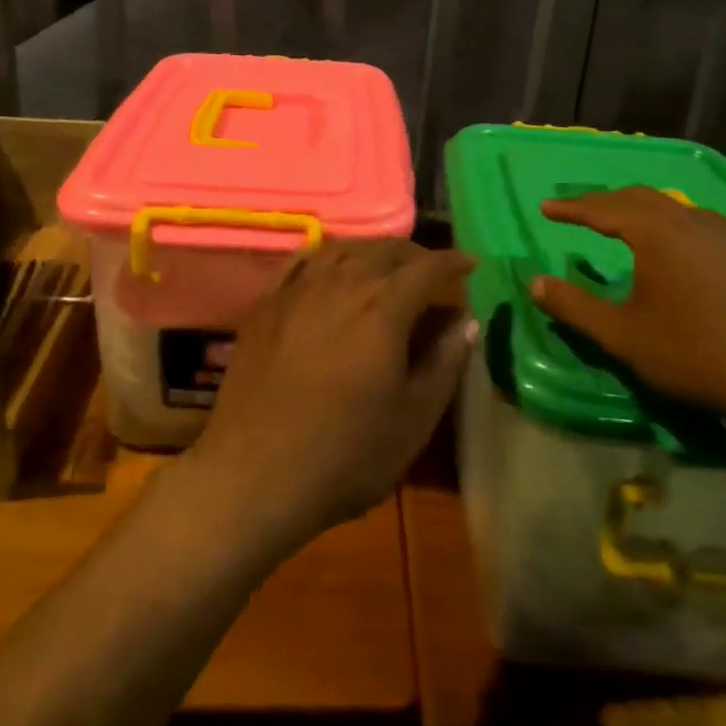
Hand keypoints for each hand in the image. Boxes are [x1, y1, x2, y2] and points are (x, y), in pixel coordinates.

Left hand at [185, 240, 475, 556]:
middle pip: (385, 251)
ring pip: (343, 249)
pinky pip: (303, 261)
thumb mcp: (412, 420)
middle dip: (416, 254)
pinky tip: (333, 267)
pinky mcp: (266, 305)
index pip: (426, 268)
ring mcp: (298, 291)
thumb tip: (466, 321)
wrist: (253, 475)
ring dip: (373, 251)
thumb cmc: (345, 455)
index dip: (452, 261)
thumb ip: (444, 363)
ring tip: (388, 265)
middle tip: (433, 270)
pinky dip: (329, 255)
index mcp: (383, 309)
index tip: (471, 263)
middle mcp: (341, 284)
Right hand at [528, 187, 725, 434]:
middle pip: (638, 197)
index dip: (571, 207)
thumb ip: (574, 306)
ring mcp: (724, 236)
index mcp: (656, 232)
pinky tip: (671, 245)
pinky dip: (666, 221)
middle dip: (603, 201)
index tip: (545, 207)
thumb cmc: (693, 352)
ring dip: (637, 207)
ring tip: (619, 220)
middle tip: (577, 210)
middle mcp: (689, 221)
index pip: (603, 208)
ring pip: (671, 206)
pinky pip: (694, 221)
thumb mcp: (621, 335)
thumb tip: (534, 283)